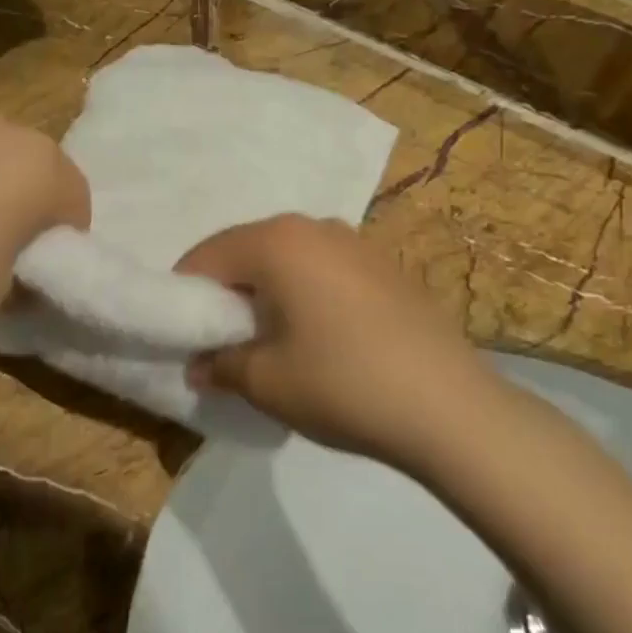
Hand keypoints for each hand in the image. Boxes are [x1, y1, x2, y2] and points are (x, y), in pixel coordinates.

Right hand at [175, 216, 487, 467]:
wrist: (450, 406)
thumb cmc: (342, 384)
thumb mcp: (266, 381)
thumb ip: (220, 365)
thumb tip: (200, 365)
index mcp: (276, 242)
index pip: (207, 255)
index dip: (186, 294)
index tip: (181, 333)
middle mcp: (314, 226)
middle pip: (247, 248)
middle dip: (225, 289)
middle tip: (219, 337)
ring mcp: (355, 241)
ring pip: (287, 256)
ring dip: (266, 288)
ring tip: (268, 336)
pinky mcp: (384, 264)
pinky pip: (323, 267)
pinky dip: (303, 289)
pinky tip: (317, 333)